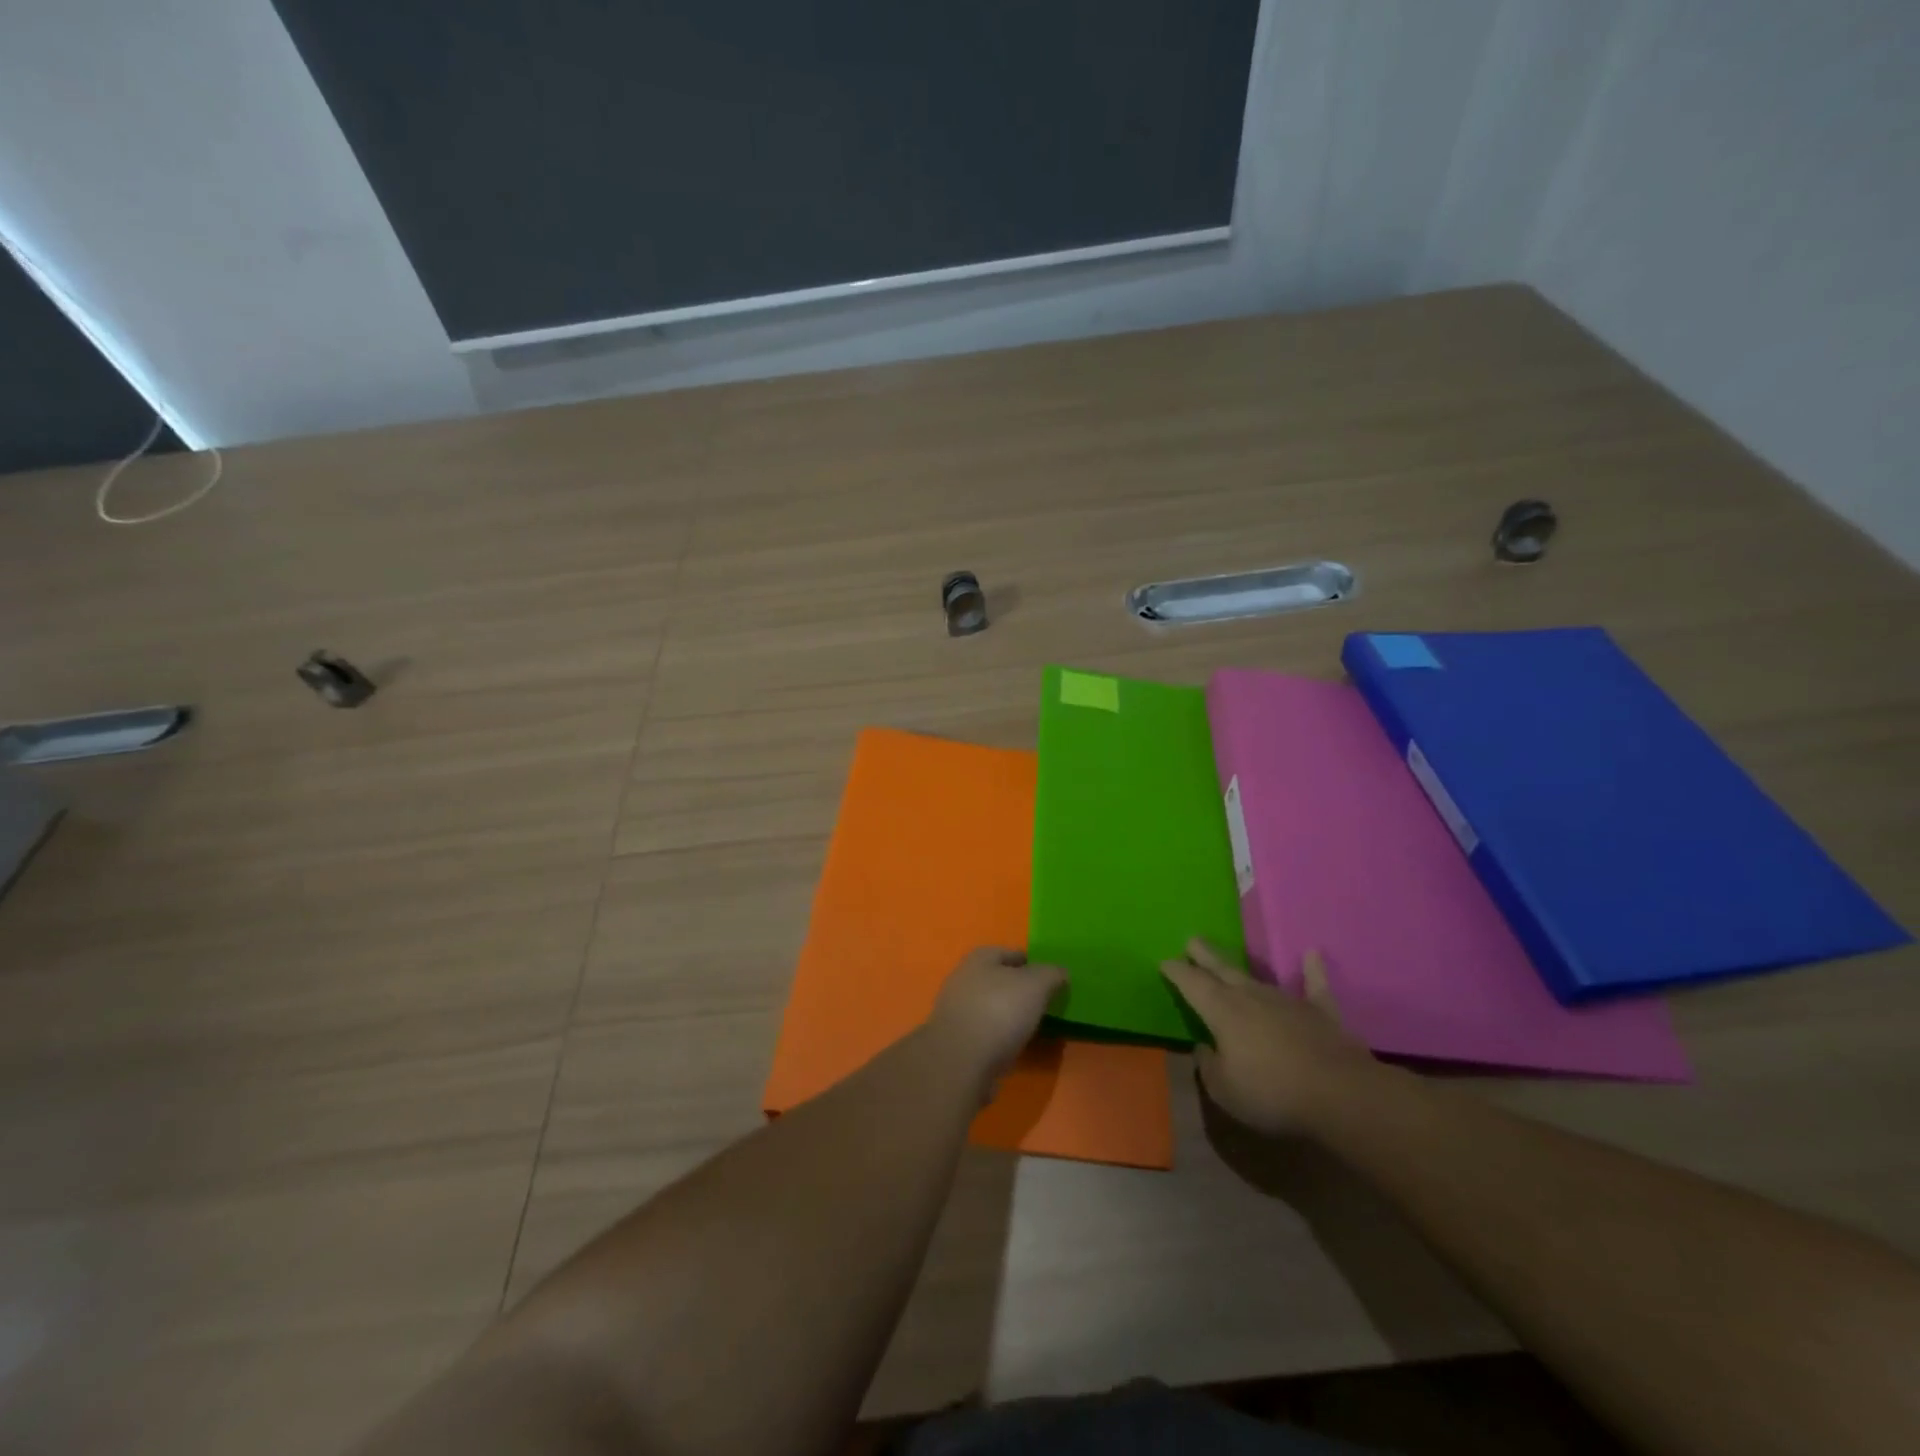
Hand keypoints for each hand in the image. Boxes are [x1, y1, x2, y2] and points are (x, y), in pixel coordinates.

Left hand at [928, 947, 1066, 1084]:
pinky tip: (1013, 1046)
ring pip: (990, 1006)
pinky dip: (998, 1037)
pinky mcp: (955, 1039)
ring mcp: (956, 1010)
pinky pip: (984, 1031)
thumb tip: (1060, 972)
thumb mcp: (1036, 985)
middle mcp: (964, 978)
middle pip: (998, 980)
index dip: (1032, 963)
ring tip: (1032, 1027)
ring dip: (1008, 1015)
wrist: (961, 1061)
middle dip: (1019, 990)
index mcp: (980, 958)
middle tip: (1044, 1003)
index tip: (1050, 979)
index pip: (1010, 953)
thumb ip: (1051, 974)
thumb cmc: (999, 1011)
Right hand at [1161, 940, 1371, 1135]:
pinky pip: (1315, 985)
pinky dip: (1313, 970)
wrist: (1339, 1094)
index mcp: (1221, 1010)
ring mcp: (1286, 1000)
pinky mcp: (1320, 1011)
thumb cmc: (1272, 1093)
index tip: (1164, 962)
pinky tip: (1313, 954)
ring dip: (1240, 970)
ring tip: (1228, 962)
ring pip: (1257, 977)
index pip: (1191, 983)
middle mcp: (1250, 995)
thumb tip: (1204, 1047)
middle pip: (1221, 968)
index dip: (1176, 971)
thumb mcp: (1224, 1090)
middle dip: (1203, 954)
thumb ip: (1208, 1065)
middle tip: (1191, 940)